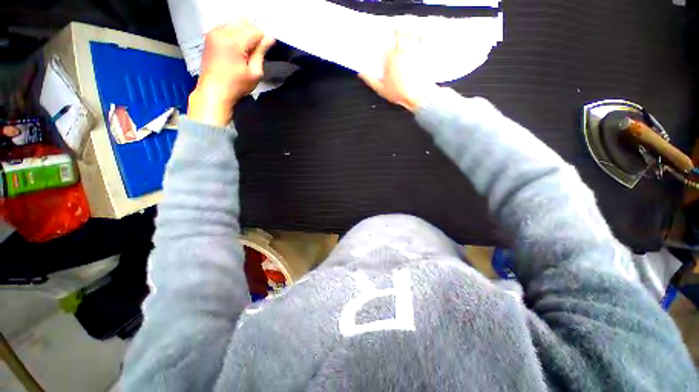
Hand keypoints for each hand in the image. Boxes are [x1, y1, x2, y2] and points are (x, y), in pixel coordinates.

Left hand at [188, 21, 274, 125]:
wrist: (214, 91)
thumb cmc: (236, 85)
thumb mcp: (255, 73)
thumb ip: (261, 52)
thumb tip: (270, 38)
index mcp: (234, 41)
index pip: (255, 30)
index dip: (263, 40)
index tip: (264, 53)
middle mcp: (222, 31)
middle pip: (245, 23)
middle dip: (253, 35)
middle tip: (254, 53)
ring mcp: (213, 32)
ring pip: (235, 24)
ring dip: (243, 34)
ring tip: (244, 52)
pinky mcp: (209, 36)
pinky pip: (227, 27)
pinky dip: (234, 35)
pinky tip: (235, 49)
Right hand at [359, 32, 434, 112]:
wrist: (419, 95)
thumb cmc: (401, 93)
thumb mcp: (382, 89)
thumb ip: (370, 80)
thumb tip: (362, 74)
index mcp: (390, 57)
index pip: (386, 48)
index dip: (386, 50)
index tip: (387, 52)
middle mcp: (402, 49)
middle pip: (399, 32)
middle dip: (397, 32)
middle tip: (396, 32)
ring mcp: (415, 49)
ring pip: (411, 32)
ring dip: (408, 30)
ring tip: (406, 31)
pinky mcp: (425, 51)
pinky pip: (424, 37)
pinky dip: (422, 35)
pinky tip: (420, 36)